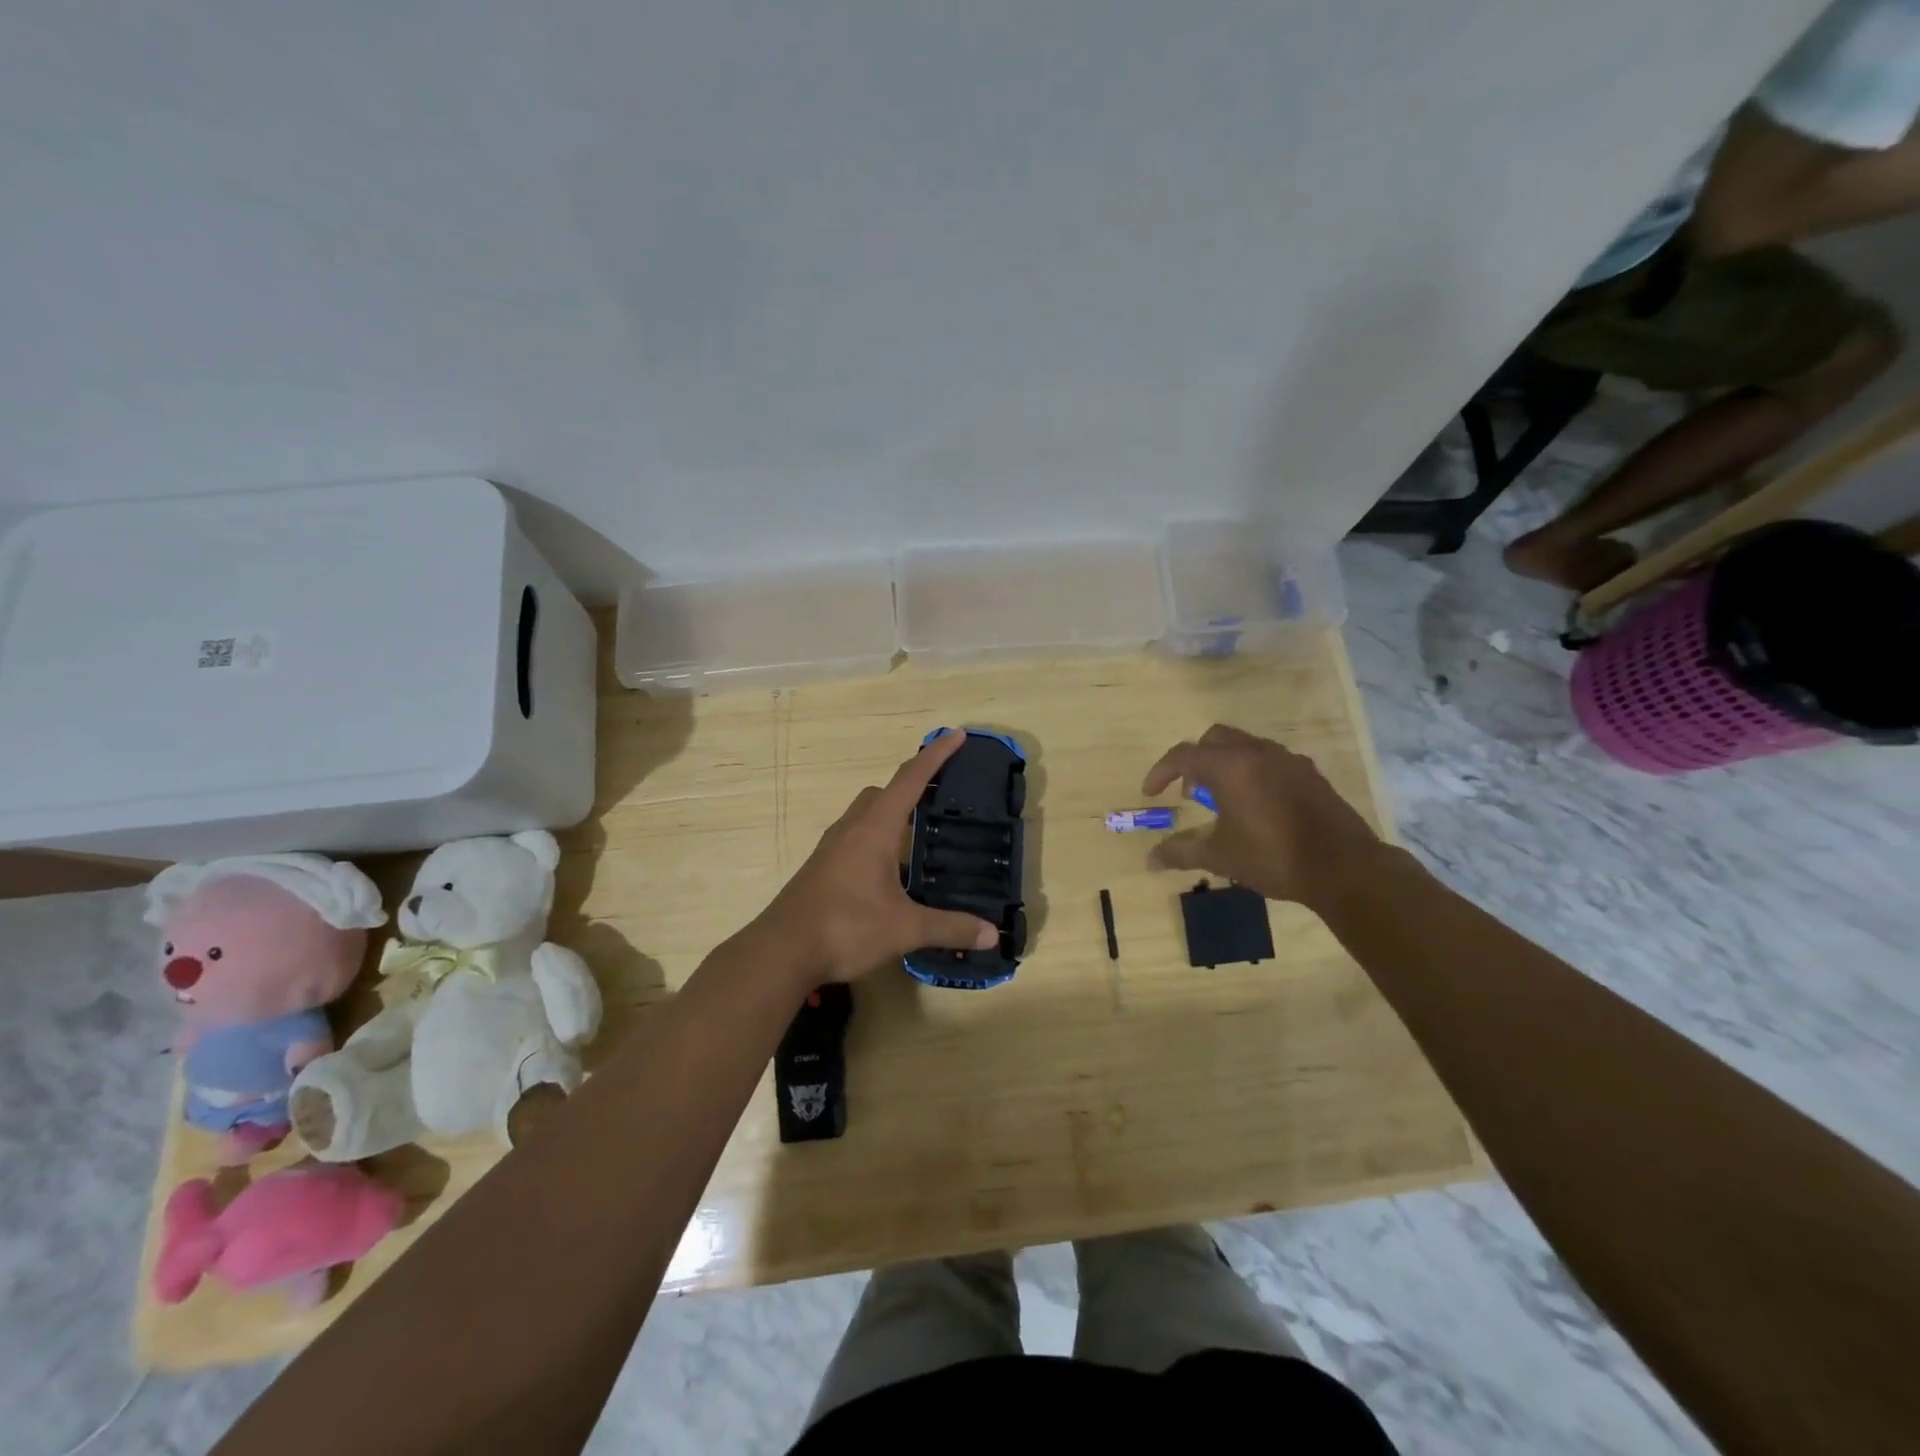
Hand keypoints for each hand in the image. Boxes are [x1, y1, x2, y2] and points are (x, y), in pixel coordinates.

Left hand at [761, 729, 999, 984]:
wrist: (781, 951)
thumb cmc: (846, 927)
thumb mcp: (905, 928)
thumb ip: (949, 927)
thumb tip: (993, 933)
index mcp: (875, 828)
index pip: (910, 779)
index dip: (936, 755)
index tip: (957, 734)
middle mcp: (851, 829)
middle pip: (883, 793)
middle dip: (911, 785)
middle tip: (939, 795)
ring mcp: (831, 848)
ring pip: (865, 815)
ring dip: (891, 813)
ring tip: (918, 834)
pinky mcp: (821, 868)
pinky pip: (854, 838)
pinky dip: (876, 839)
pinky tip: (889, 871)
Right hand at [1141, 723, 1386, 910]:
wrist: (1343, 867)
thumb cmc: (1272, 856)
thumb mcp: (1219, 856)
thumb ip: (1181, 852)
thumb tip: (1150, 860)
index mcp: (1230, 766)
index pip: (1183, 756)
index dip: (1161, 772)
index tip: (1150, 793)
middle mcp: (1258, 753)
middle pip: (1215, 739)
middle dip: (1195, 760)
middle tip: (1191, 792)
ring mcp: (1288, 760)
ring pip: (1245, 746)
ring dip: (1225, 765)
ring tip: (1223, 801)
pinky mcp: (1310, 774)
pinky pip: (1270, 761)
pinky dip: (1252, 773)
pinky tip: (1258, 806)